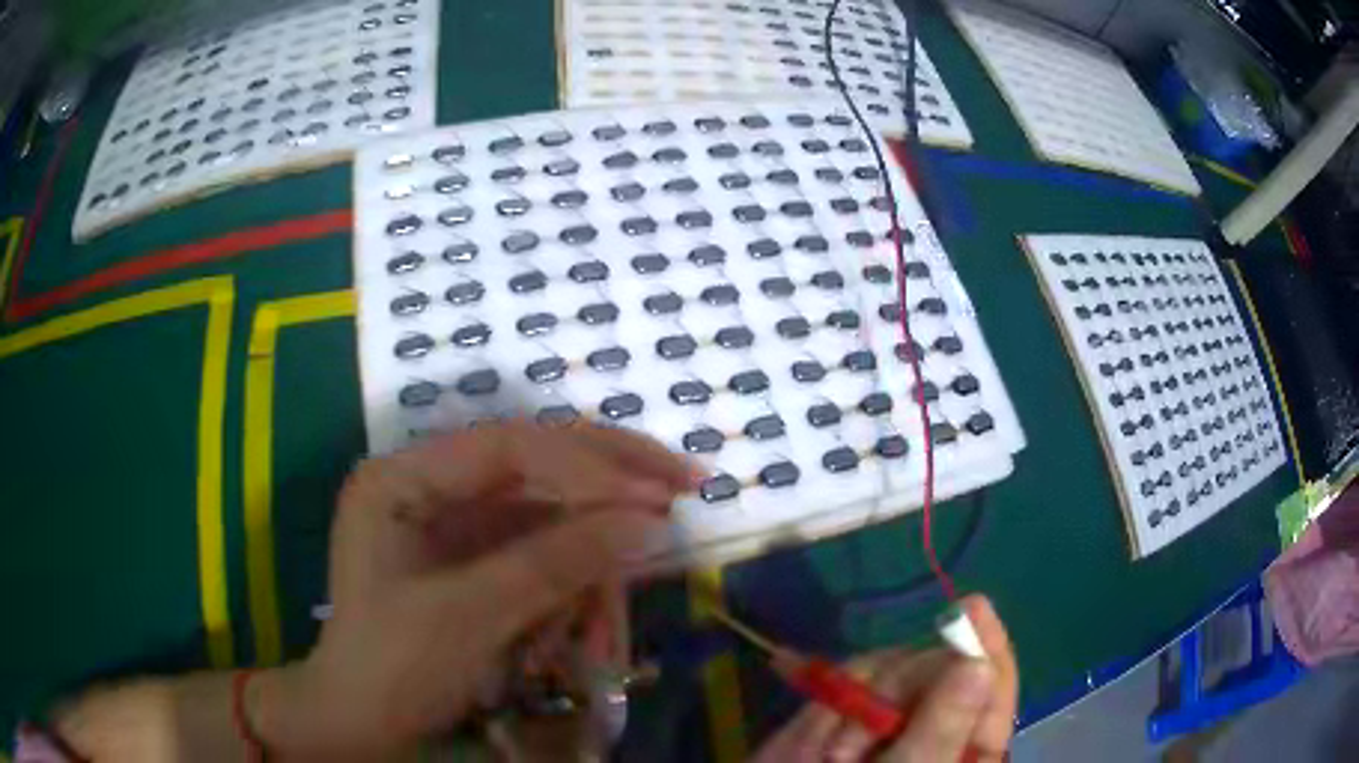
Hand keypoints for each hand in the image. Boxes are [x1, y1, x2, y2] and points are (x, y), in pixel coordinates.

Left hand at [253, 420, 696, 758]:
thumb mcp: (471, 616)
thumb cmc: (392, 667)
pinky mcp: (479, 559)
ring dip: (594, 562)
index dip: (587, 465)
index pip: (509, 447)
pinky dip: (577, 589)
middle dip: (610, 482)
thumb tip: (651, 522)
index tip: (658, 496)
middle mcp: (432, 485)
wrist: (362, 722)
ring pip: (551, 513)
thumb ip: (556, 564)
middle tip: (687, 485)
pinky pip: (545, 555)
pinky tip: (592, 631)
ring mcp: (457, 522)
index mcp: (404, 477)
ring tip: (612, 629)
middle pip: (536, 461)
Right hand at [753, 596, 1016, 762]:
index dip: (986, 641)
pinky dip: (824, 703)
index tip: (972, 607)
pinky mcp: (845, 714)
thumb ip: (941, 727)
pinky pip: (841, 681)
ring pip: (885, 666)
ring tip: (826, 759)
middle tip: (847, 751)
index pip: (991, 679)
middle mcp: (933, 717)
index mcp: (968, 740)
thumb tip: (976, 662)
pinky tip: (810, 738)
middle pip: (933, 665)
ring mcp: (888, 715)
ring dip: (850, 707)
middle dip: (890, 694)